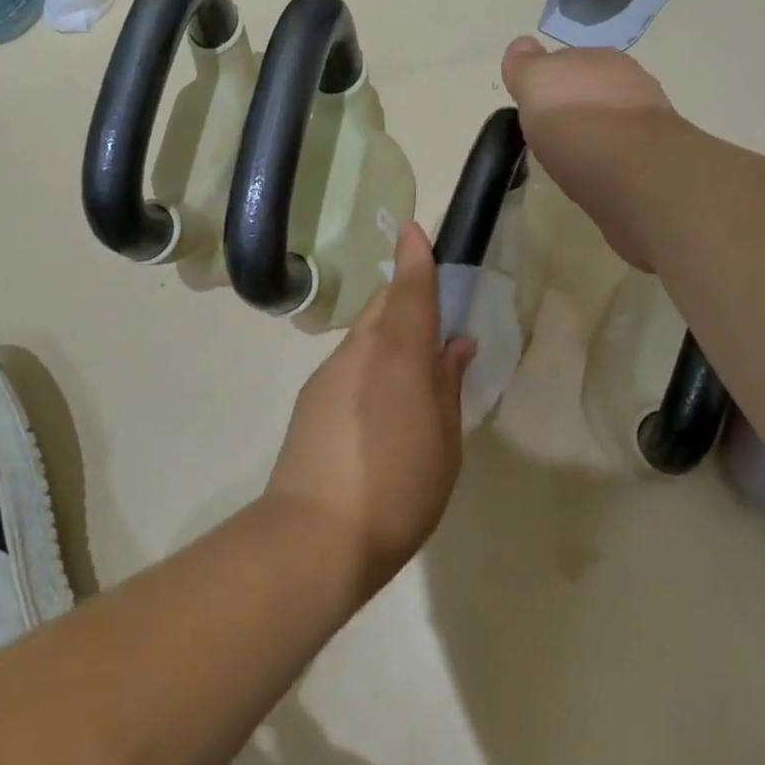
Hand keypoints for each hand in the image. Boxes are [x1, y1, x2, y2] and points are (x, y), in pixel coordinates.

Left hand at [265, 223, 475, 596]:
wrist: (316, 534)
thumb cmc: (400, 487)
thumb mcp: (444, 440)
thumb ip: (448, 384)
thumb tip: (454, 344)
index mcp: (399, 352)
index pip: (410, 290)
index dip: (415, 259)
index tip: (413, 230)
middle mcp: (359, 350)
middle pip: (383, 307)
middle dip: (405, 300)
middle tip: (432, 319)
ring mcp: (328, 373)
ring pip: (364, 337)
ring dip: (388, 339)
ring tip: (412, 376)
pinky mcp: (310, 400)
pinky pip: (348, 365)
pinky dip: (369, 367)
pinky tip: (379, 406)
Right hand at [501, 37, 682, 269]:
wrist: (631, 167)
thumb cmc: (573, 121)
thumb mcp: (534, 83)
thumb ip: (525, 65)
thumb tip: (521, 47)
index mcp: (593, 56)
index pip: (562, 59)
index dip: (544, 80)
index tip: (530, 105)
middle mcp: (625, 76)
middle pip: (589, 84)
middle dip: (573, 100)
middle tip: (551, 129)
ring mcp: (645, 113)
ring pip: (611, 112)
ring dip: (595, 126)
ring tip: (574, 152)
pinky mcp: (655, 150)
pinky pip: (625, 144)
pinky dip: (611, 152)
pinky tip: (598, 168)